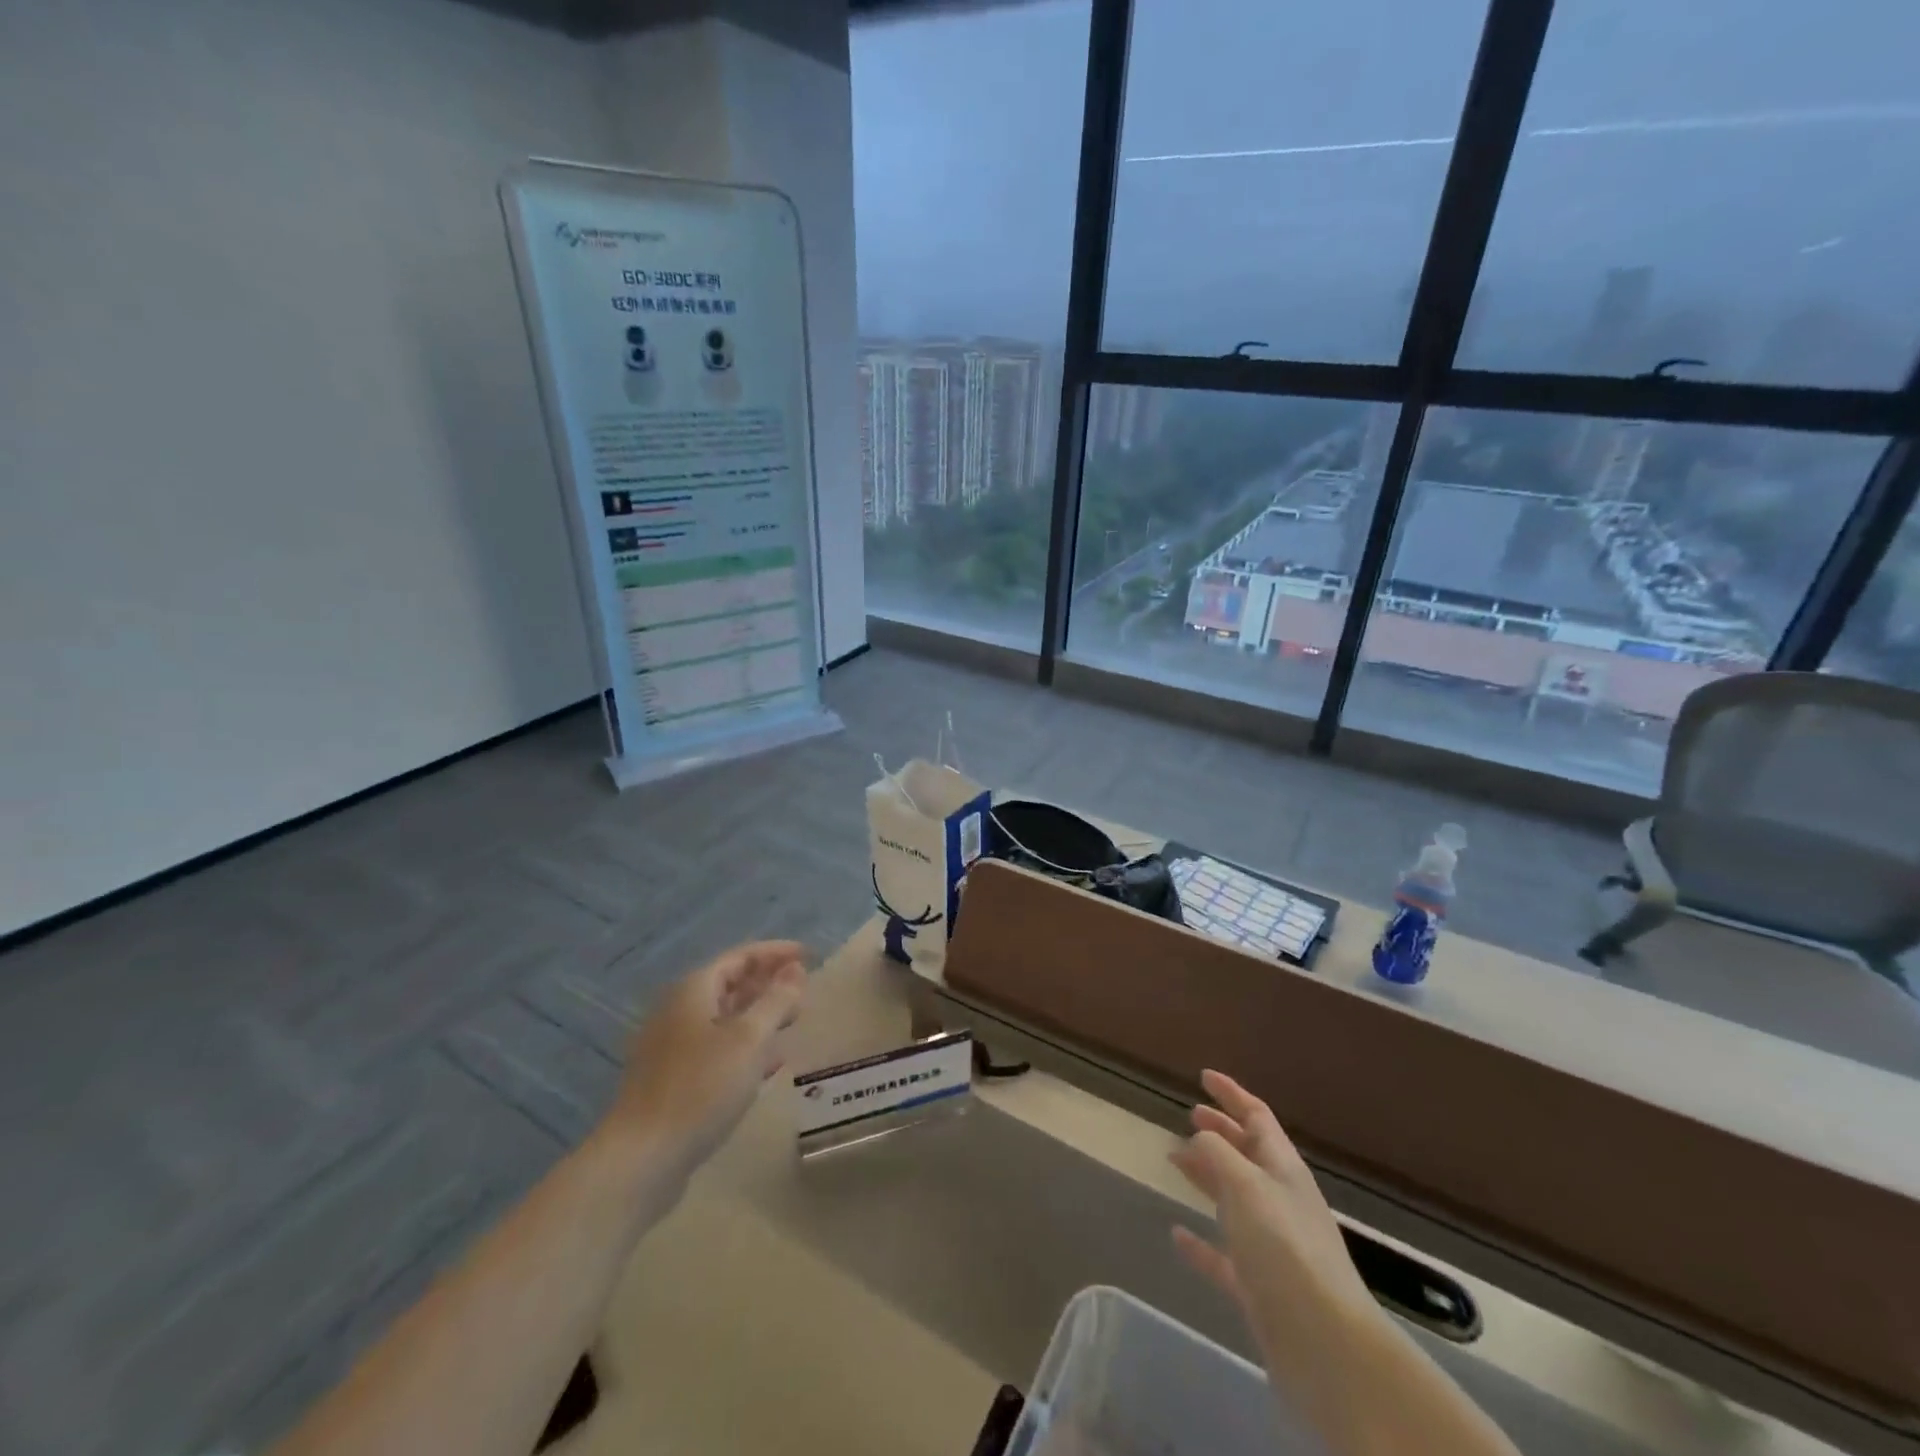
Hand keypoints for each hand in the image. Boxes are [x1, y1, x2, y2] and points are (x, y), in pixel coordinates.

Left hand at [606, 940, 807, 1181]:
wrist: (642, 1158)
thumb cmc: (700, 1088)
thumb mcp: (749, 1039)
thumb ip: (776, 1001)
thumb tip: (796, 970)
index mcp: (694, 990)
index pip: (741, 956)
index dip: (776, 953)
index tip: (809, 955)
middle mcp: (679, 1011)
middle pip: (730, 984)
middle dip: (768, 983)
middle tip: (804, 989)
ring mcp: (672, 1047)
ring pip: (724, 1018)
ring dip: (759, 1015)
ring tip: (792, 1020)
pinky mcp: (673, 1080)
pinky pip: (717, 1049)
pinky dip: (745, 1047)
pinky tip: (769, 1064)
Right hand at [1169, 1070, 1376, 1373]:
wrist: (1325, 1345)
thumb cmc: (1285, 1248)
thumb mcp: (1246, 1185)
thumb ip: (1218, 1153)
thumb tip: (1199, 1137)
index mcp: (1282, 1168)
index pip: (1256, 1116)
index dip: (1231, 1093)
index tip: (1204, 1076)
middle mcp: (1279, 1200)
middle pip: (1247, 1154)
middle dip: (1220, 1131)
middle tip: (1189, 1116)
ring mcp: (1271, 1244)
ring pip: (1234, 1198)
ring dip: (1207, 1175)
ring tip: (1176, 1160)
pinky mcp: (1259, 1286)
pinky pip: (1223, 1253)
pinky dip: (1201, 1241)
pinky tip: (1177, 1234)